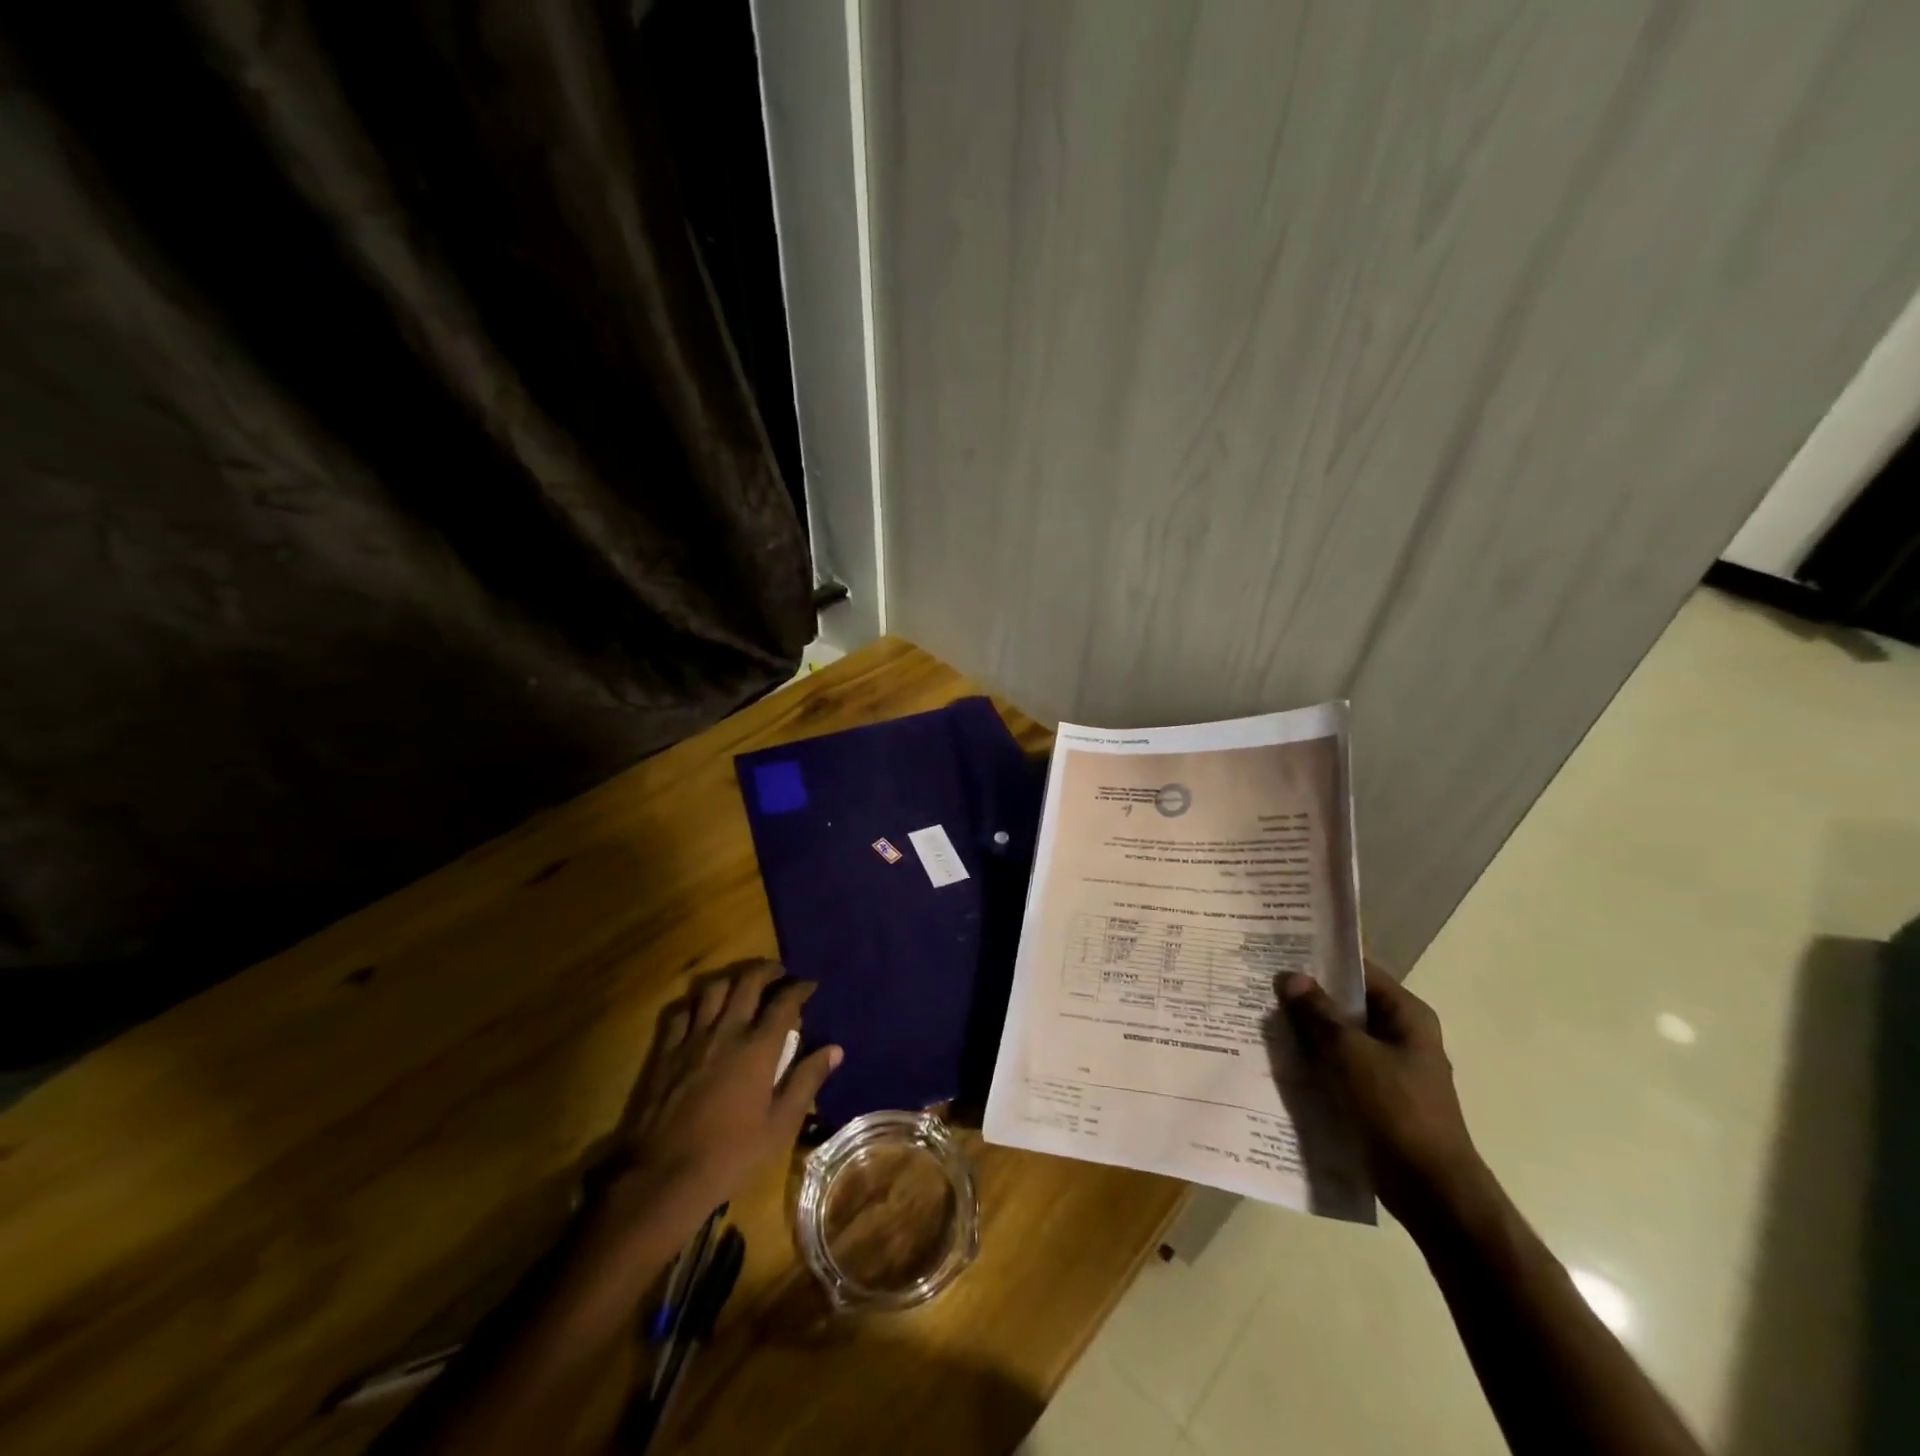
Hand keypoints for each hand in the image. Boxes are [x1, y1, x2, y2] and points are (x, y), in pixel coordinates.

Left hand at [601, 960, 840, 1246]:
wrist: (665, 1177)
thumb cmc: (732, 1154)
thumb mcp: (781, 1125)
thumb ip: (807, 1081)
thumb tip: (834, 1049)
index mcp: (758, 1048)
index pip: (784, 1003)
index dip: (800, 989)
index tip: (810, 985)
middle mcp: (726, 1032)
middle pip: (747, 983)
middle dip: (767, 971)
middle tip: (779, 973)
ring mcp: (692, 1039)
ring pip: (713, 990)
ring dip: (733, 980)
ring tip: (742, 986)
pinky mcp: (666, 1052)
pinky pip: (681, 1012)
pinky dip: (697, 1004)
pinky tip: (702, 1012)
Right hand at [1279, 962, 1489, 1226]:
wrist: (1430, 1189)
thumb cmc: (1396, 1110)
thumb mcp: (1351, 1054)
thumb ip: (1318, 1014)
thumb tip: (1291, 977)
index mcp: (1406, 1016)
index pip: (1359, 972)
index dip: (1321, 961)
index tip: (1280, 953)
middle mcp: (1401, 1035)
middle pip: (1347, 1004)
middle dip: (1307, 997)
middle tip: (1261, 984)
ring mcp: (1389, 1067)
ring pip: (1339, 1036)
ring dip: (1307, 1030)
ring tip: (1261, 1017)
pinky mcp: (1375, 1095)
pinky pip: (1338, 1066)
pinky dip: (1314, 1060)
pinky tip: (1279, 1058)